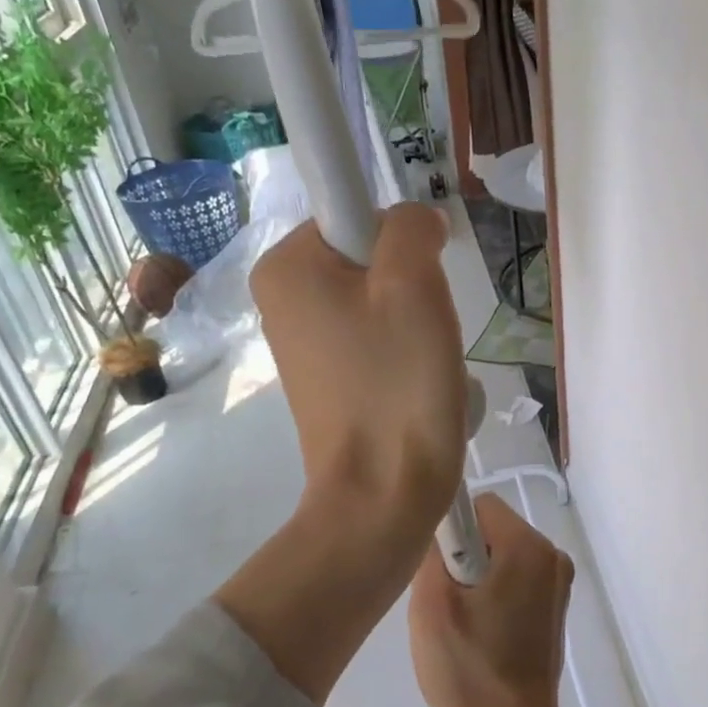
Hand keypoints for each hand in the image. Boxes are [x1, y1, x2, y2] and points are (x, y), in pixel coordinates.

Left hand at [215, 203, 465, 706]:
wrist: (384, 495)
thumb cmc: (397, 386)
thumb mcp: (413, 284)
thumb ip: (410, 226)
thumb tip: (416, 223)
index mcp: (286, 265)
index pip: (357, 211)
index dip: (402, 241)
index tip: (421, 286)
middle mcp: (282, 296)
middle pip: (371, 257)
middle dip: (413, 288)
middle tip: (425, 332)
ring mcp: (303, 341)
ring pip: (382, 300)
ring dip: (418, 325)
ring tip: (425, 368)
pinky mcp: (328, 377)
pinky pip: (378, 340)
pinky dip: (407, 356)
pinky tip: (417, 389)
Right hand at [409, 494, 573, 706]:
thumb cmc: (468, 670)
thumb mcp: (430, 607)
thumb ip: (433, 552)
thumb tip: (441, 527)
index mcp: (528, 548)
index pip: (478, 506)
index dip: (452, 532)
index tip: (441, 572)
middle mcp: (553, 556)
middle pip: (493, 530)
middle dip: (465, 557)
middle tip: (449, 604)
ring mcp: (560, 583)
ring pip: (503, 555)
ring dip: (479, 578)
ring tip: (465, 623)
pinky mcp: (557, 606)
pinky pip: (517, 578)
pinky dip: (497, 593)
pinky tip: (484, 632)